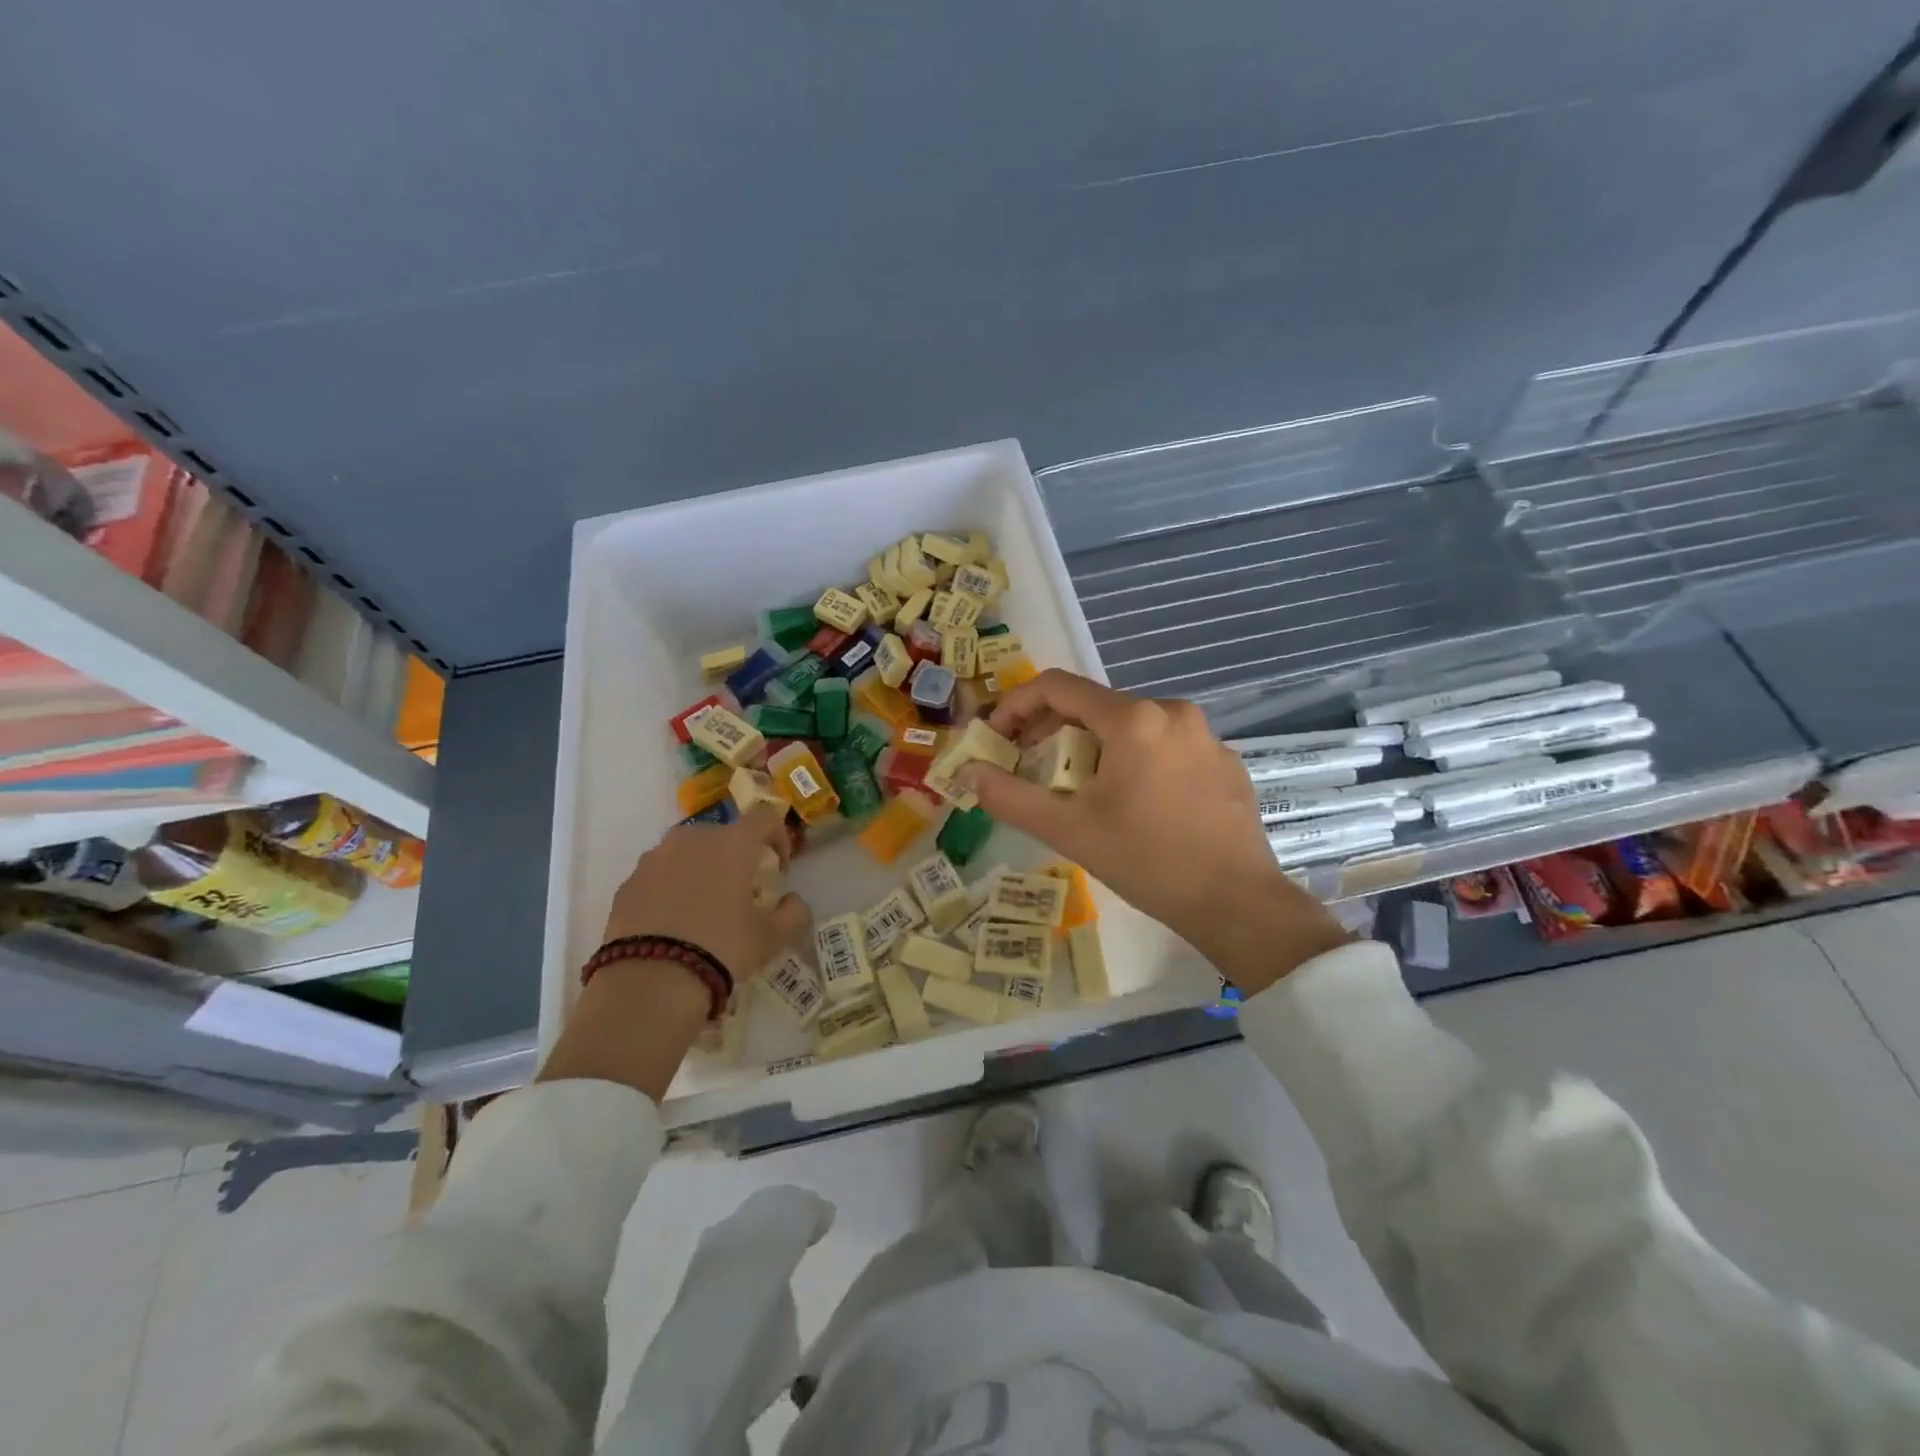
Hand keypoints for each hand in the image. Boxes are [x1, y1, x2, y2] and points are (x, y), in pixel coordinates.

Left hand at [541, 805, 810, 1099]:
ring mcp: (655, 858)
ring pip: (687, 852)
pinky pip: (659, 874)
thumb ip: (792, 913)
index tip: (778, 869)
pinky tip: (673, 922)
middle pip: (723, 834)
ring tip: (703, 907)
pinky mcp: (628, 882)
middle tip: (741, 891)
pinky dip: (670, 887)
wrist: (650, 981)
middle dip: (736, 856)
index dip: (778, 837)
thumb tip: (793, 901)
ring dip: (701, 869)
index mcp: (733, 843)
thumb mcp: (770, 937)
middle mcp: (692, 838)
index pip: (765, 817)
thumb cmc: (722, 948)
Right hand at [958, 670, 1347, 993]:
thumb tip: (972, 773)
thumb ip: (1010, 797)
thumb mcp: (1068, 830)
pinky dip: (1134, 760)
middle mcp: (1173, 712)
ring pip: (1131, 725)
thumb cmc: (1148, 862)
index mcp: (1134, 718)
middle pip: (1095, 705)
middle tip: (1029, 767)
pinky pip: (1165, 746)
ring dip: (1092, 746)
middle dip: (1052, 730)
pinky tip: (1133, 803)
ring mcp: (1205, 735)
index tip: (998, 738)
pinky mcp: (1224, 761)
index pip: (1057, 686)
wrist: (1238, 903)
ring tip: (1078, 788)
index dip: (1016, 705)